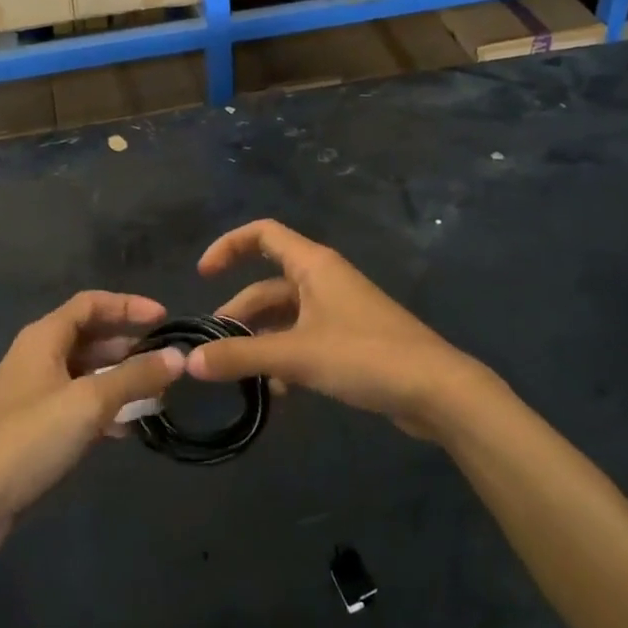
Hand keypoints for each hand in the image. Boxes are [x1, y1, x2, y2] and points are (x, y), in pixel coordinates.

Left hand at [0, 292, 185, 558]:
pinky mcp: (33, 430)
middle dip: (130, 347)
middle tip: (166, 363)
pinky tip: (127, 429)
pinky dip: (104, 410)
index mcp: (44, 338)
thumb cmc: (26, 439)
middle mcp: (38, 358)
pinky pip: (77, 406)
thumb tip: (178, 356)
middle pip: (91, 338)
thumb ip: (135, 376)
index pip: (92, 304)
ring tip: (156, 397)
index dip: (129, 305)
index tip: (165, 319)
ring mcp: (33, 395)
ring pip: (86, 375)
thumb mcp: (88, 403)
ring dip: (120, 381)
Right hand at [185, 219, 502, 439]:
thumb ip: (242, 356)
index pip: (263, 234)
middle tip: (213, 349)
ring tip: (239, 376)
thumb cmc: (365, 355)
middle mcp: (324, 280)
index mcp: (313, 265)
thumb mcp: (296, 355)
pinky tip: (277, 392)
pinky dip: (286, 360)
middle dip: (239, 314)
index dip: (228, 246)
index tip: (202, 276)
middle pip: (268, 286)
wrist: (436, 390)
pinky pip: (305, 341)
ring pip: (285, 319)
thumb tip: (190, 363)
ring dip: (261, 343)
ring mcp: (339, 311)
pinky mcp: (350, 341)